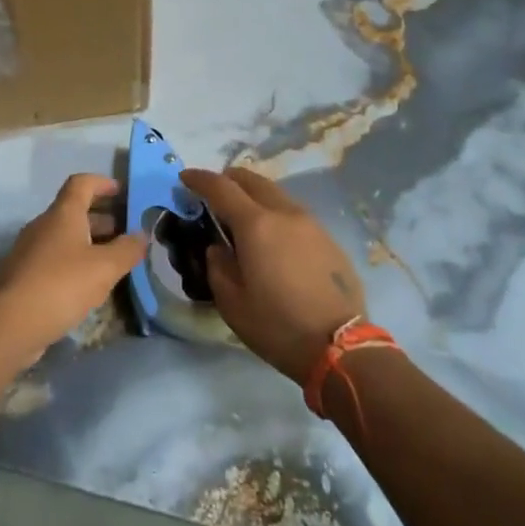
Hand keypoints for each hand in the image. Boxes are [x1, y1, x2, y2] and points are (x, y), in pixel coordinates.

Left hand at [0, 174, 145, 366]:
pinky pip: (54, 260)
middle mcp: (44, 226)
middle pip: (74, 211)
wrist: (8, 323)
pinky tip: (88, 286)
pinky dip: (74, 264)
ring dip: (89, 243)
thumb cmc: (60, 285)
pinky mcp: (24, 277)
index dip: (102, 183)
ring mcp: (30, 251)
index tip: (122, 192)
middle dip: (101, 218)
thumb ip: (127, 250)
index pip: (81, 183)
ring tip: (113, 262)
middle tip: (126, 232)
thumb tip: (142, 234)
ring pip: (64, 238)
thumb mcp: (104, 268)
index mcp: (63, 214)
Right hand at [183, 167, 366, 385]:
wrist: (340, 347)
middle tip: (213, 195)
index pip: (221, 187)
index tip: (185, 178)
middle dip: (229, 180)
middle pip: (252, 180)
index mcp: (256, 225)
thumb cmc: (278, 326)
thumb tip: (219, 248)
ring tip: (243, 217)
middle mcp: (284, 213)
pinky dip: (275, 214)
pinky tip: (273, 240)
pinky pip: (294, 213)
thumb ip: (218, 266)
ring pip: (276, 194)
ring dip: (254, 196)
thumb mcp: (232, 303)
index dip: (199, 179)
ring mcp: (311, 223)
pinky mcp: (329, 239)